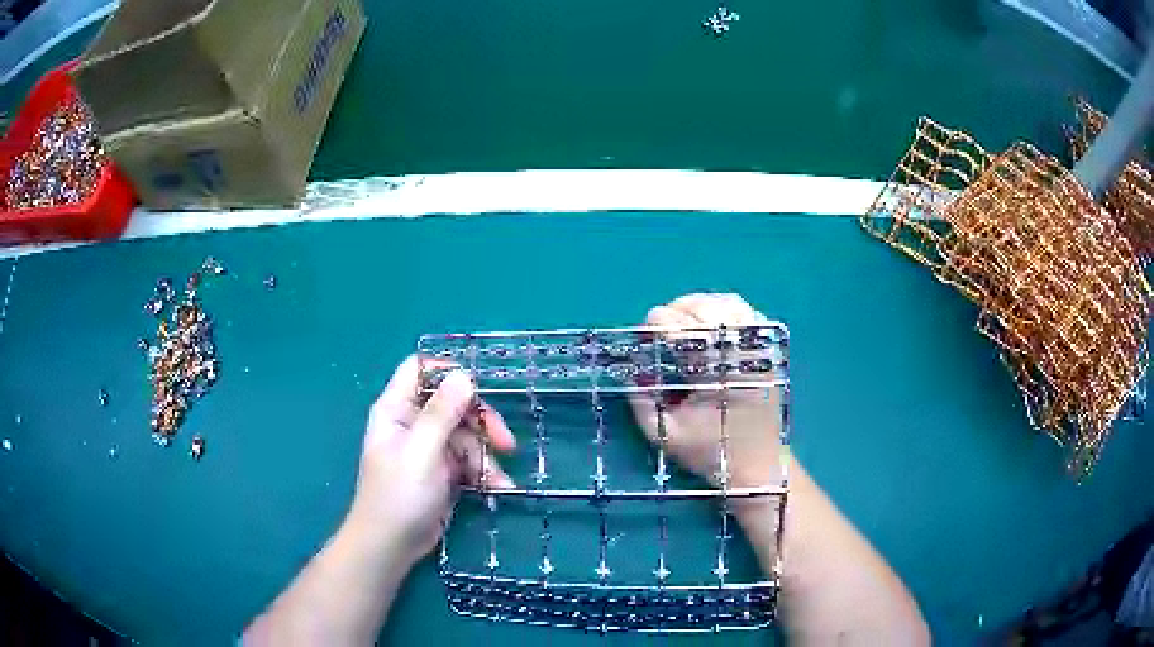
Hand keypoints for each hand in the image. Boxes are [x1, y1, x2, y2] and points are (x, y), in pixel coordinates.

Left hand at [344, 356, 515, 565]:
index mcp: (397, 409)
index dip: (448, 372)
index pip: (420, 370)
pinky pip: (468, 460)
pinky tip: (497, 489)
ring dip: (485, 457)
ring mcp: (428, 448)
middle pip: (453, 404)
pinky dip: (483, 473)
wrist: (391, 546)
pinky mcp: (442, 471)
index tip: (477, 388)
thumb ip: (442, 413)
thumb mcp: (421, 452)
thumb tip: (463, 375)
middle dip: (481, 423)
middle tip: (505, 443)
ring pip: (466, 436)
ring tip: (498, 481)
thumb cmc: (399, 495)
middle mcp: (412, 423)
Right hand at [628, 293, 783, 488]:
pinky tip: (709, 324)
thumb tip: (632, 368)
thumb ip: (642, 402)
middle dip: (676, 310)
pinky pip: (748, 313)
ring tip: (682, 319)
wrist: (760, 466)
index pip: (684, 328)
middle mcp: (742, 354)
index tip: (645, 334)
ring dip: (700, 305)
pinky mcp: (771, 351)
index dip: (659, 323)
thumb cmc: (712, 454)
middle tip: (660, 326)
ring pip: (729, 304)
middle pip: (706, 308)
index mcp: (716, 374)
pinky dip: (724, 310)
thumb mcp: (666, 435)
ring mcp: (761, 349)